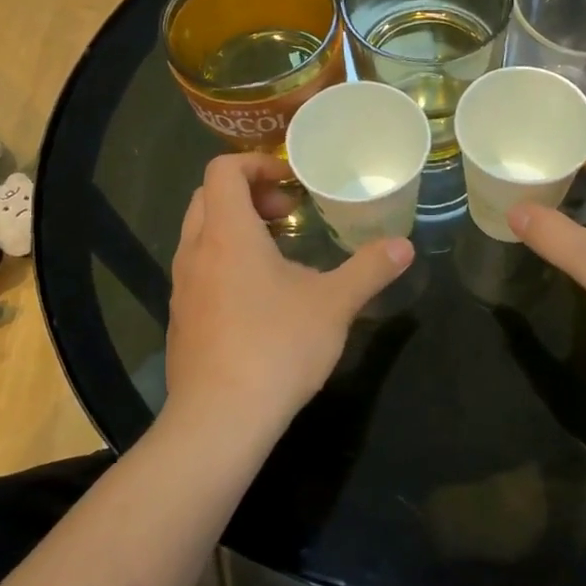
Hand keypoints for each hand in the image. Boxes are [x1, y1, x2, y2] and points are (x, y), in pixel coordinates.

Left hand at [165, 153, 413, 434]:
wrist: (218, 421)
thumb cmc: (276, 347)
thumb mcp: (335, 304)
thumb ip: (370, 269)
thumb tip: (404, 246)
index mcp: (228, 234)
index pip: (222, 171)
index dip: (256, 164)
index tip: (291, 183)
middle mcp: (196, 252)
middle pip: (208, 199)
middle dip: (248, 195)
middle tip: (288, 214)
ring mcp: (182, 288)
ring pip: (200, 236)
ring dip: (236, 230)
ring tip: (279, 255)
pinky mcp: (181, 321)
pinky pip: (199, 271)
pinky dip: (225, 264)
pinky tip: (260, 300)